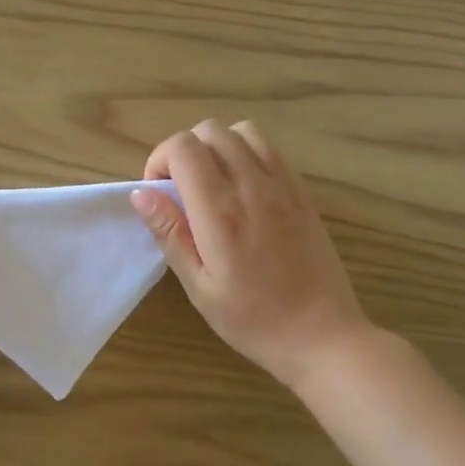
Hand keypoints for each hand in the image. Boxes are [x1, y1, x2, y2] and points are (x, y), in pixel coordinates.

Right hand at [131, 120, 368, 391]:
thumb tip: (141, 193)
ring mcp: (283, 185)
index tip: (158, 193)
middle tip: (181, 190)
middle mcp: (252, 186)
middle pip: (210, 130)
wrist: (323, 335)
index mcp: (220, 211)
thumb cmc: (253, 319)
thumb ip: (170, 233)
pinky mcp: (303, 192)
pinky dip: (247, 154)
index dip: (160, 160)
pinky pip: (270, 150)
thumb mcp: (199, 286)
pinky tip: (243, 191)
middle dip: (184, 150)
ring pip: (242, 131)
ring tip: (212, 183)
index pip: (183, 147)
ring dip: (218, 147)